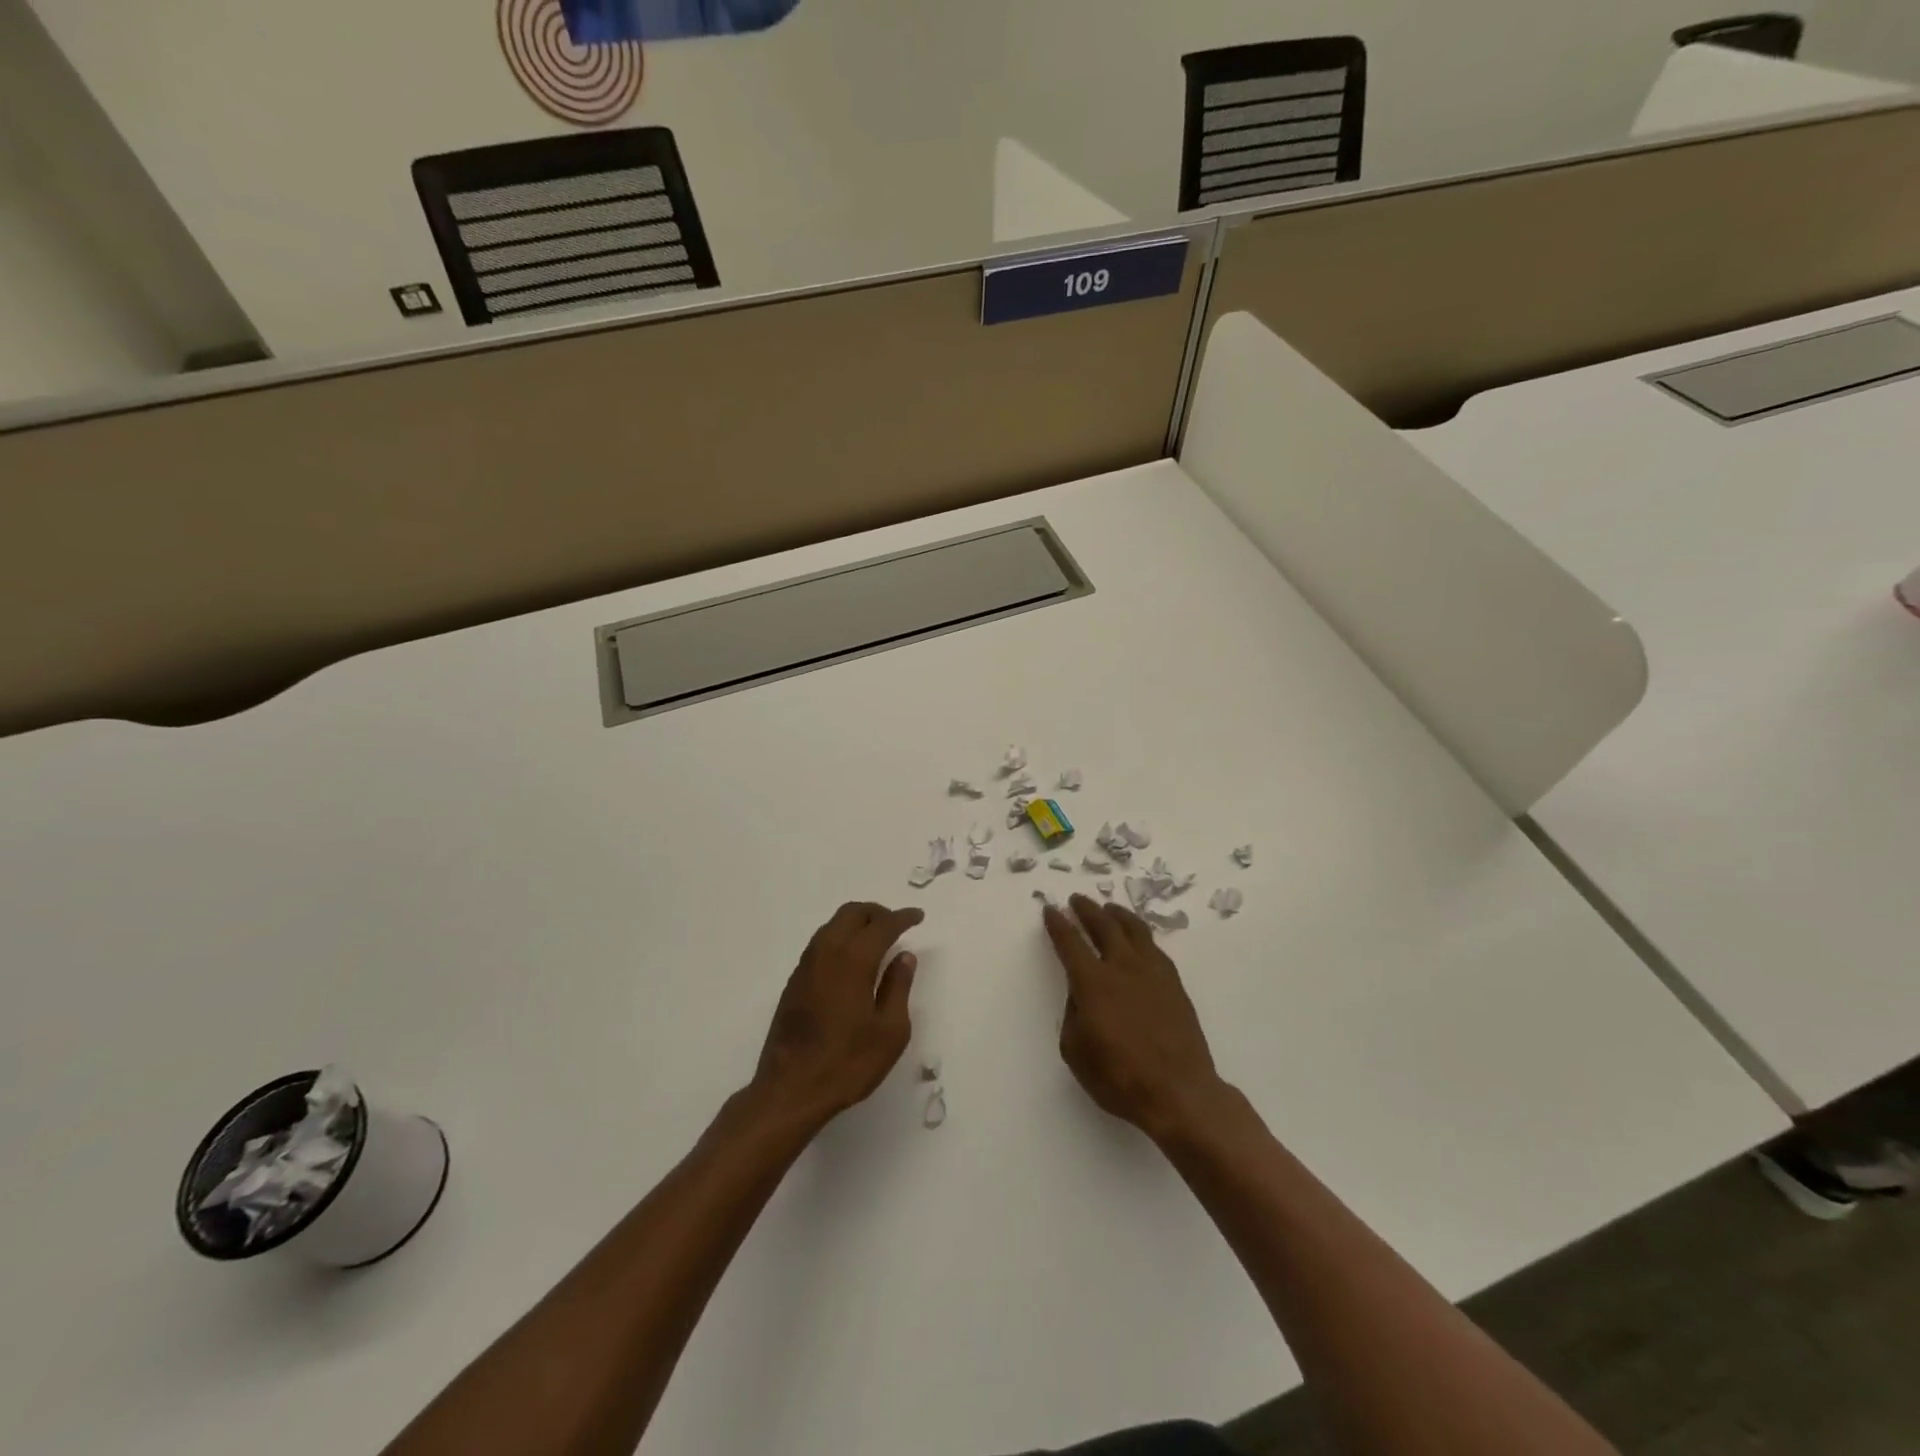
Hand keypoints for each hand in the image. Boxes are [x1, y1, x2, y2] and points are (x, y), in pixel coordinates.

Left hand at [750, 902, 922, 1127]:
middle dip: (877, 912)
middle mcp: (826, 953)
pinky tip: (851, 960)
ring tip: (876, 939)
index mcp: (853, 960)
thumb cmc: (847, 1063)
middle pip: (852, 913)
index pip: (882, 926)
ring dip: (856, 923)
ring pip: (833, 925)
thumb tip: (904, 956)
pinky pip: (821, 943)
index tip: (918, 916)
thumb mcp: (889, 1031)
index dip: (902, 918)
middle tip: (896, 924)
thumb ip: (898, 987)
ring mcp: (806, 966)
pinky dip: (841, 938)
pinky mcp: (794, 982)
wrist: (789, 1090)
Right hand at [1043, 894, 1228, 1141]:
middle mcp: (1123, 967)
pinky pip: (1154, 947)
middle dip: (1087, 910)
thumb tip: (1080, 995)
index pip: (1070, 942)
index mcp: (1093, 982)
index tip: (1051, 910)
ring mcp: (1153, 972)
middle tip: (1078, 899)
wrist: (1179, 1092)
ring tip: (1109, 908)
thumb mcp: (1076, 1052)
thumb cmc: (1120, 1077)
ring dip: (1117, 915)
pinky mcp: (1174, 983)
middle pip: (1104, 925)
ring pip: (1134, 929)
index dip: (1058, 924)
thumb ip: (1073, 1015)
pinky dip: (1140, 935)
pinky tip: (1138, 939)